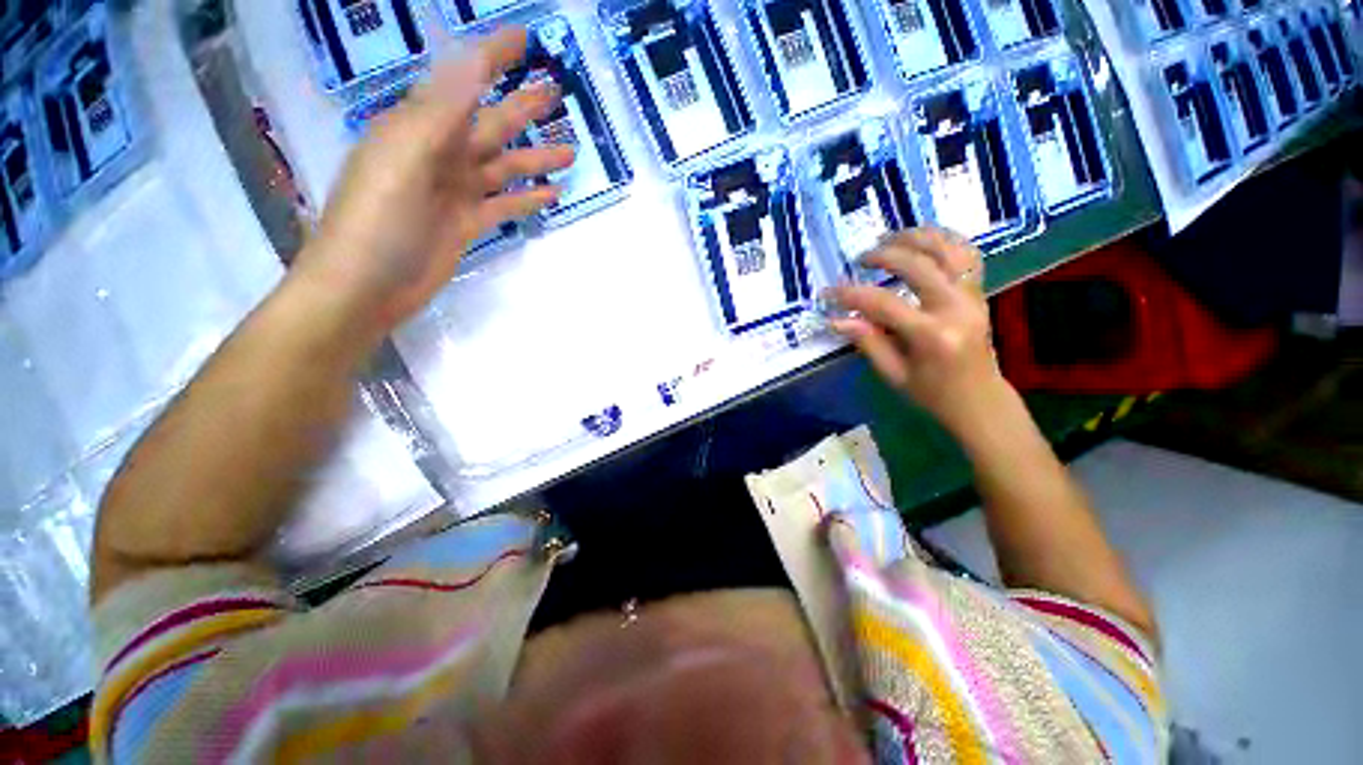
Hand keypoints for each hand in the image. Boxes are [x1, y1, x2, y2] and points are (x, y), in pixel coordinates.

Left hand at [293, 27, 573, 336]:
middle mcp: (440, 153)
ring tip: (571, 150)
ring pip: (504, 166)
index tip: (524, 39)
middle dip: (522, 106)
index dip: (493, 56)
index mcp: (419, 127)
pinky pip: (504, 204)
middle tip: (556, 92)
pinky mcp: (468, 223)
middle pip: (490, 122)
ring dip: (536, 157)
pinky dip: (526, 198)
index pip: (462, 80)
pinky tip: (551, 194)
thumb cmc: (376, 220)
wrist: (366, 286)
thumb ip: (440, 111)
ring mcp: (456, 191)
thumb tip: (474, 60)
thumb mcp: (403, 157)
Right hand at [828, 228, 1010, 434]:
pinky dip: (945, 240)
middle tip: (861, 259)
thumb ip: (867, 342)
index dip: (851, 295)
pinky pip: (967, 254)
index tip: (829, 292)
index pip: (884, 304)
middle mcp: (956, 309)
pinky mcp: (979, 292)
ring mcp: (973, 296)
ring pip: (948, 249)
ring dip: (917, 237)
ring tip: (889, 238)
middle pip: (919, 265)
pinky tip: (922, 240)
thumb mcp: (893, 374)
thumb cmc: (932, 393)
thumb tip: (836, 320)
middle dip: (884, 255)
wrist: (979, 400)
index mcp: (932, 336)